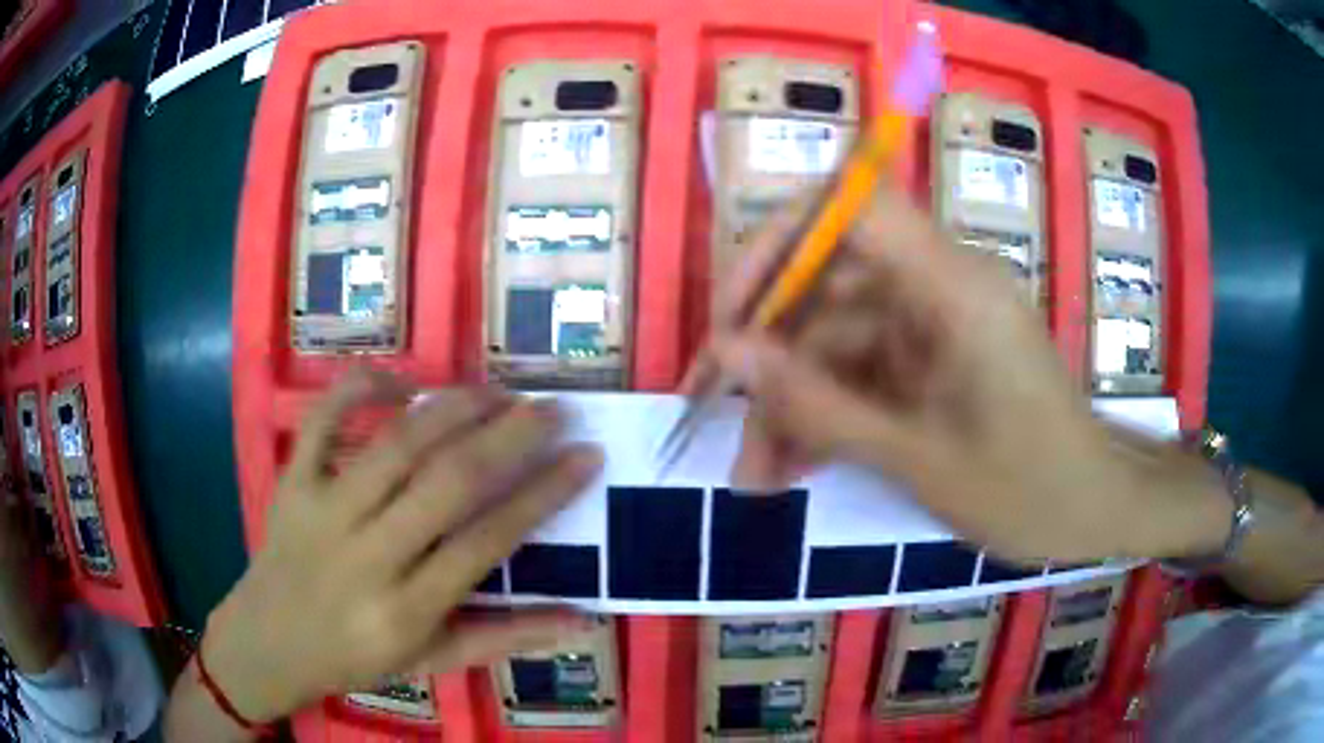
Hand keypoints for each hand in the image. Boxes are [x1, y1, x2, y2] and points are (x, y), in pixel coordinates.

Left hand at [202, 370, 602, 722]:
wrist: (268, 643)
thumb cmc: (355, 658)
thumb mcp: (433, 662)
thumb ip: (507, 638)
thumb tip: (585, 619)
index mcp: (407, 609)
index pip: (487, 542)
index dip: (543, 494)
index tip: (586, 455)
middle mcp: (368, 555)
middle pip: (447, 481)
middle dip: (510, 436)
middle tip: (554, 407)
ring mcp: (323, 511)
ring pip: (395, 444)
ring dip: (453, 408)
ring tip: (498, 391)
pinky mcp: (292, 484)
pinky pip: (322, 422)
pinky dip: (358, 389)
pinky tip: (399, 381)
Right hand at [703, 187, 1228, 563]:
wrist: (1098, 510)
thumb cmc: (1029, 489)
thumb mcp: (917, 459)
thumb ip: (821, 405)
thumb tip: (732, 354)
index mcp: (953, 288)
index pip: (854, 205)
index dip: (782, 239)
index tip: (734, 312)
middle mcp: (942, 286)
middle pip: (831, 280)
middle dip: (769, 351)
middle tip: (716, 415)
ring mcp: (938, 324)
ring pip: (840, 338)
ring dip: (793, 402)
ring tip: (756, 476)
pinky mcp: (937, 358)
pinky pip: (865, 369)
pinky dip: (829, 413)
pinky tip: (797, 467)